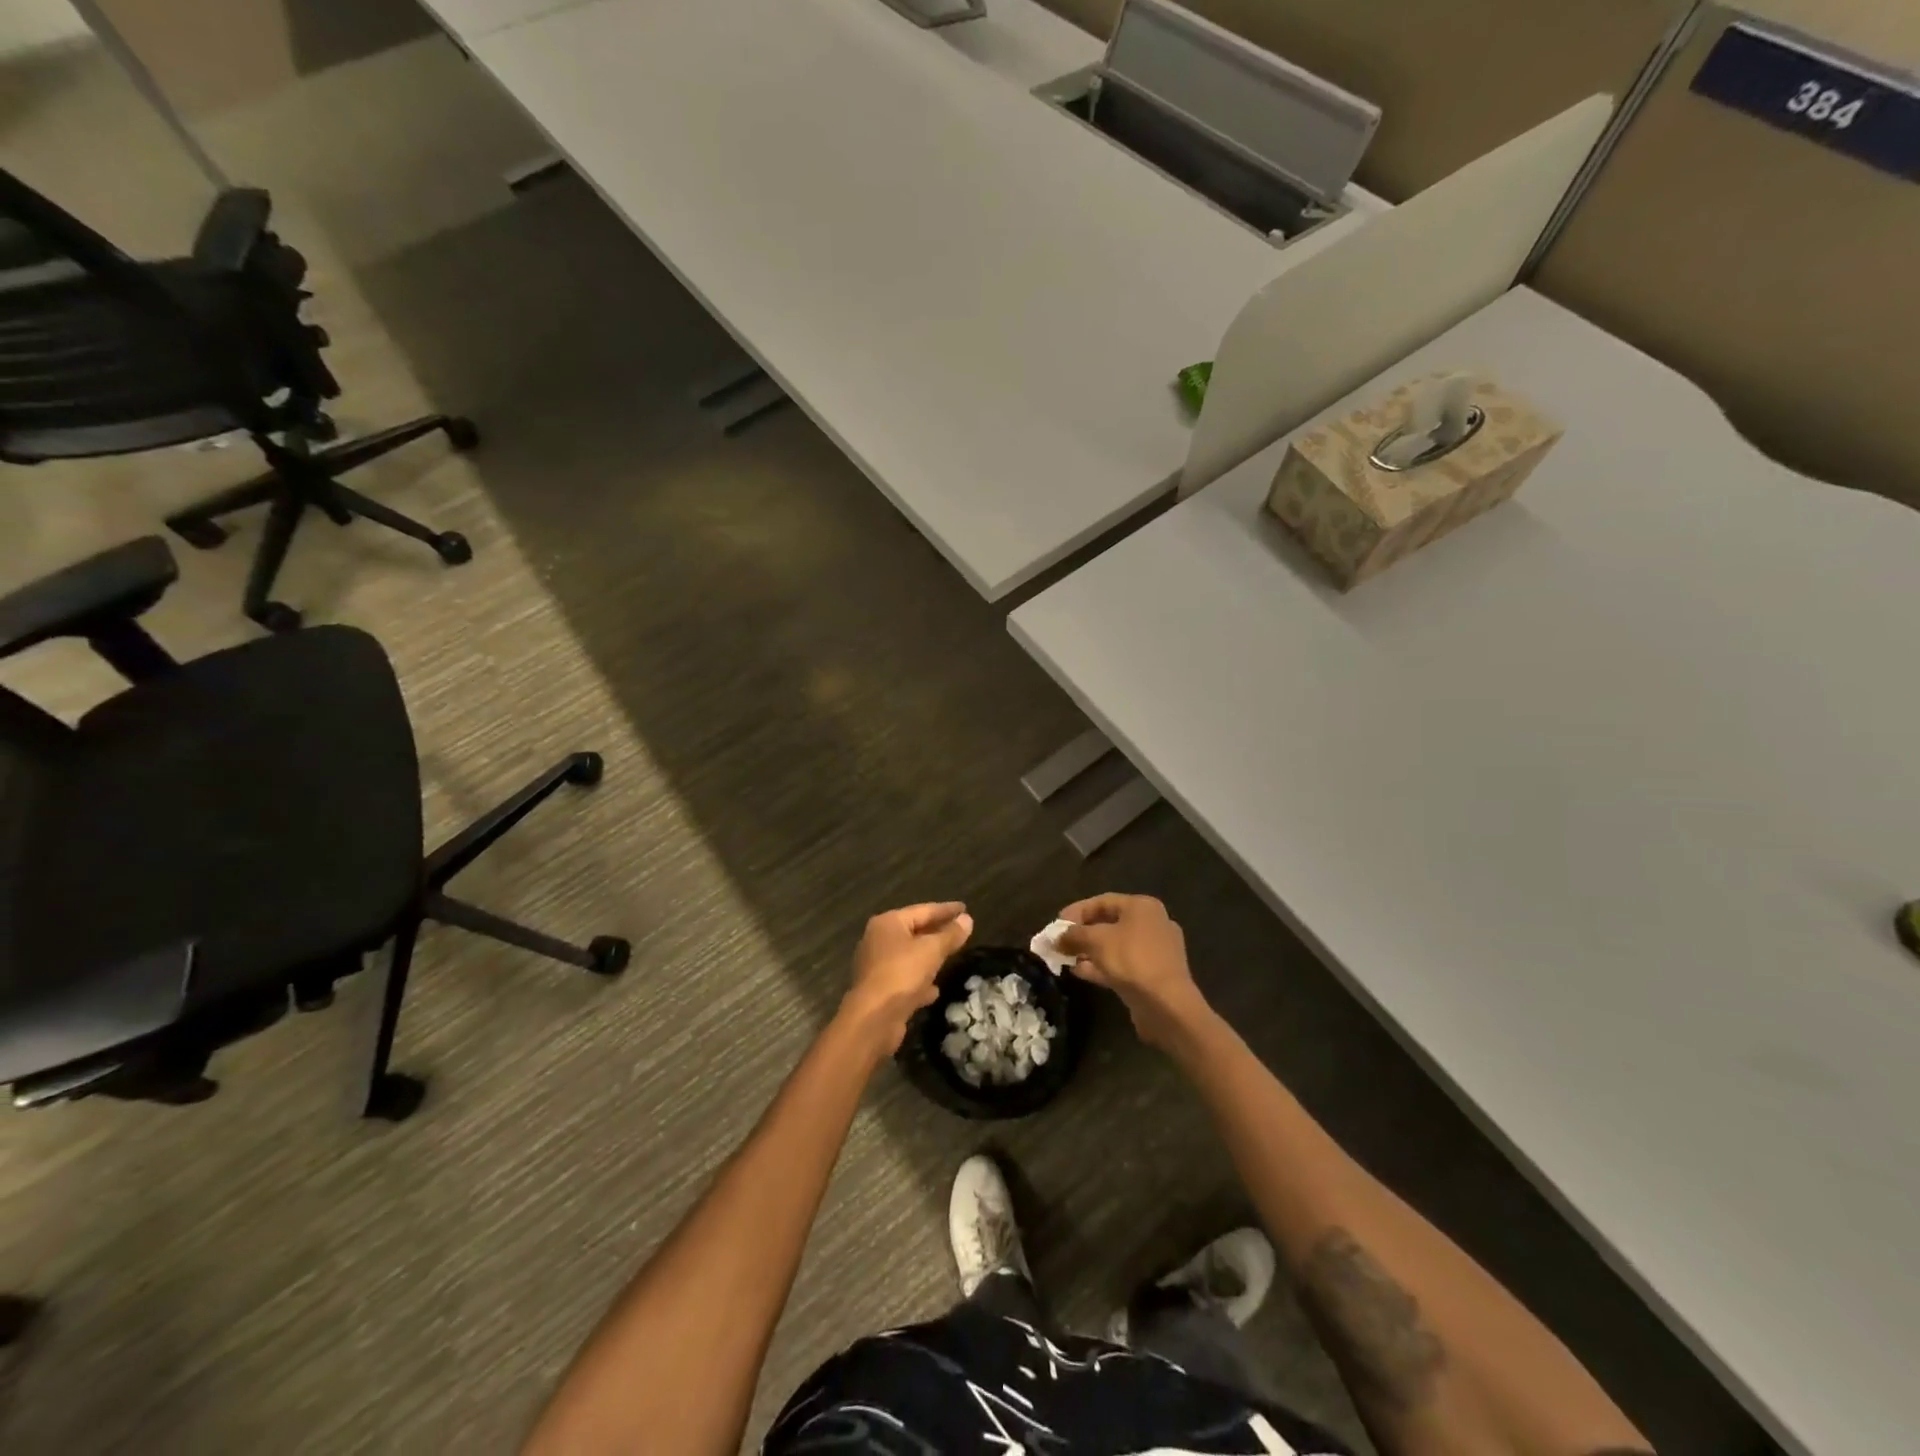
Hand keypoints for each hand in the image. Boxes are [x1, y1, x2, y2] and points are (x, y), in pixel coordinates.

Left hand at [841, 902, 974, 1054]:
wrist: (873, 1018)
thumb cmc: (902, 974)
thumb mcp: (932, 950)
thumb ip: (950, 935)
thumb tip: (967, 919)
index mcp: (888, 923)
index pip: (923, 910)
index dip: (946, 909)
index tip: (965, 907)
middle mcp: (879, 940)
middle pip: (914, 931)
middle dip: (937, 932)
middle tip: (960, 929)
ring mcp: (877, 966)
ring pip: (910, 957)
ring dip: (929, 957)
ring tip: (951, 956)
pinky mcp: (880, 990)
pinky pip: (905, 979)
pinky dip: (920, 981)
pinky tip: (935, 990)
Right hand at [1057, 894, 1213, 1051]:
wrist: (1166, 1004)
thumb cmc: (1131, 960)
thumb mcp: (1096, 940)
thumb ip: (1074, 935)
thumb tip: (1056, 937)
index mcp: (1142, 907)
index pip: (1103, 901)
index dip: (1076, 911)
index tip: (1056, 924)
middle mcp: (1152, 924)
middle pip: (1109, 923)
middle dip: (1082, 934)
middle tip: (1060, 943)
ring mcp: (1155, 951)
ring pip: (1115, 946)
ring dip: (1089, 951)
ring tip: (1066, 959)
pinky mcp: (1153, 974)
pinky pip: (1122, 964)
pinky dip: (1102, 966)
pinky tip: (1080, 972)